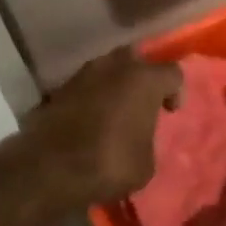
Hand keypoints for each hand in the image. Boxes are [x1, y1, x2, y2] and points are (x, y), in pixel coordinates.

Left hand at [15, 48, 181, 208]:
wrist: (50, 167)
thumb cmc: (110, 162)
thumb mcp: (145, 163)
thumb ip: (147, 139)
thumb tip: (138, 137)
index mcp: (144, 80)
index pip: (172, 72)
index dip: (176, 91)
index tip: (169, 112)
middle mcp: (115, 66)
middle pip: (136, 59)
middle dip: (141, 77)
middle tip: (142, 102)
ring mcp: (84, 74)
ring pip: (107, 69)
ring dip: (114, 85)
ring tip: (114, 111)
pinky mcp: (59, 88)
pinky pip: (85, 86)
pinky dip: (91, 97)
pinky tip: (90, 119)